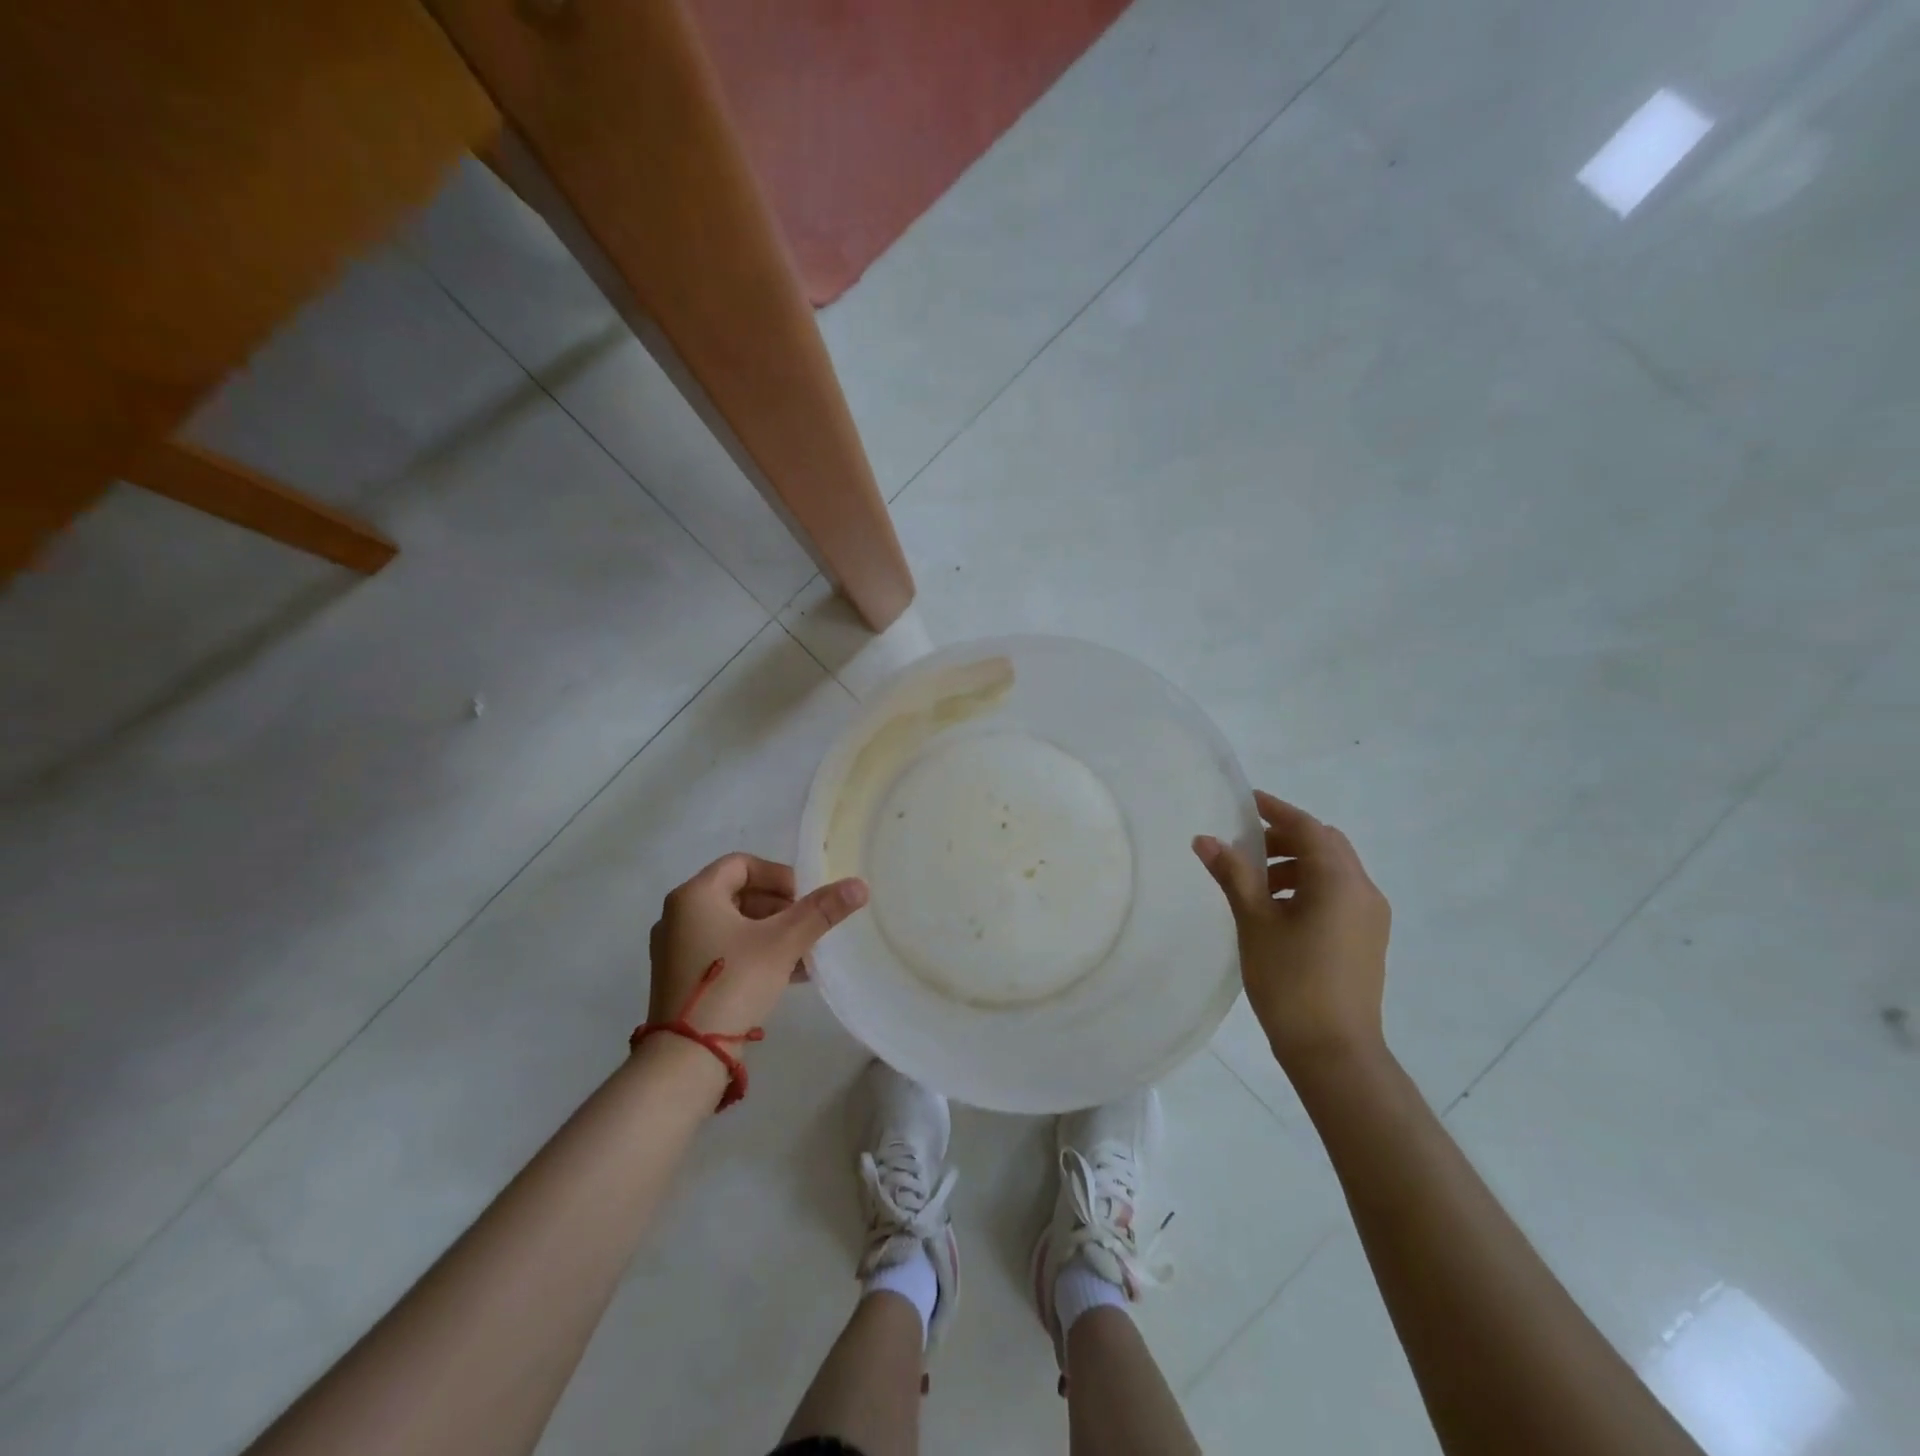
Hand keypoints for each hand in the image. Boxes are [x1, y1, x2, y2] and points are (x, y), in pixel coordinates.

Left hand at [646, 854, 867, 1037]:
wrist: (688, 1056)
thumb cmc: (734, 983)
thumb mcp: (783, 943)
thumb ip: (820, 911)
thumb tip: (860, 885)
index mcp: (695, 895)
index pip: (742, 864)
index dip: (779, 875)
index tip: (805, 899)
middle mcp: (678, 915)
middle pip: (739, 894)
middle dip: (781, 908)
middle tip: (809, 926)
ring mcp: (676, 949)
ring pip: (734, 925)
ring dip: (772, 933)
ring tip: (806, 952)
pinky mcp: (681, 978)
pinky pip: (724, 951)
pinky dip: (755, 953)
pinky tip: (789, 974)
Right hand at [1193, 791, 1390, 1072]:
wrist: (1334, 1051)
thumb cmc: (1291, 981)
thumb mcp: (1255, 922)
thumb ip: (1233, 874)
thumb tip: (1205, 839)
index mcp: (1340, 881)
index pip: (1308, 828)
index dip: (1276, 810)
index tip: (1247, 800)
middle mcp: (1364, 890)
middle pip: (1325, 845)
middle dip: (1286, 837)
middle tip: (1246, 845)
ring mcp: (1370, 917)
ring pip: (1333, 870)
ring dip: (1296, 864)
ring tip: (1256, 884)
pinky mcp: (1368, 938)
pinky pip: (1338, 894)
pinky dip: (1309, 886)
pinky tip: (1278, 910)